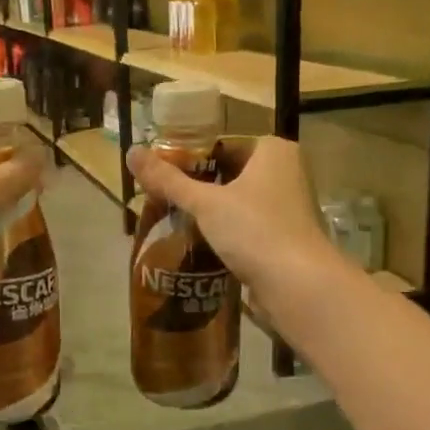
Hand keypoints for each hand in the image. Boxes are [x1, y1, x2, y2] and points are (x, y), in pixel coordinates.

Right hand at [126, 136, 342, 322]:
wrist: (298, 285)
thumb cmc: (254, 230)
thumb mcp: (205, 202)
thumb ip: (168, 180)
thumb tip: (131, 153)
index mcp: (273, 150)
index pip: (221, 144)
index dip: (189, 158)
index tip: (160, 174)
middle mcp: (285, 172)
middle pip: (228, 173)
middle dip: (196, 187)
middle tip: (159, 198)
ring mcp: (287, 206)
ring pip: (236, 202)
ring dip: (208, 212)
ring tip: (171, 220)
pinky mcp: (283, 237)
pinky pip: (245, 226)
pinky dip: (223, 232)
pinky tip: (196, 244)